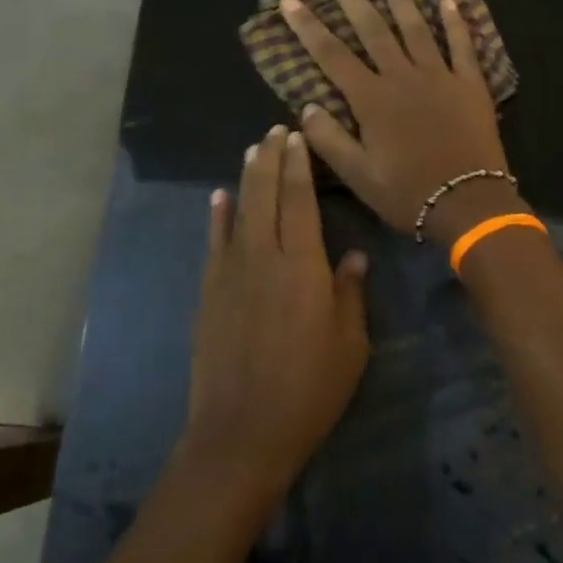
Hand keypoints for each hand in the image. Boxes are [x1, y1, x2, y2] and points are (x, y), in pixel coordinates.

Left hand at [186, 125, 370, 496]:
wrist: (242, 431)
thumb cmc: (309, 390)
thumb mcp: (350, 345)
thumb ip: (350, 293)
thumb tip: (353, 256)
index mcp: (303, 265)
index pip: (300, 200)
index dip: (299, 165)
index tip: (298, 137)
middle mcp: (264, 256)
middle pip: (266, 194)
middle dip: (271, 158)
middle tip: (276, 130)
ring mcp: (231, 272)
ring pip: (239, 210)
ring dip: (247, 176)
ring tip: (253, 149)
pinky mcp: (209, 291)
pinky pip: (215, 241)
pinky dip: (217, 215)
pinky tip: (219, 197)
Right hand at [280, 0, 519, 245]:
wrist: (469, 203)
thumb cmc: (409, 193)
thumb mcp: (358, 176)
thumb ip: (329, 139)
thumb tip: (305, 106)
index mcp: (372, 100)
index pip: (331, 55)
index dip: (308, 27)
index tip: (291, 1)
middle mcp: (403, 77)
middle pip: (372, 29)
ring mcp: (440, 76)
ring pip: (416, 28)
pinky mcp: (470, 84)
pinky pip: (462, 45)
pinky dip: (456, 22)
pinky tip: (448, 1)